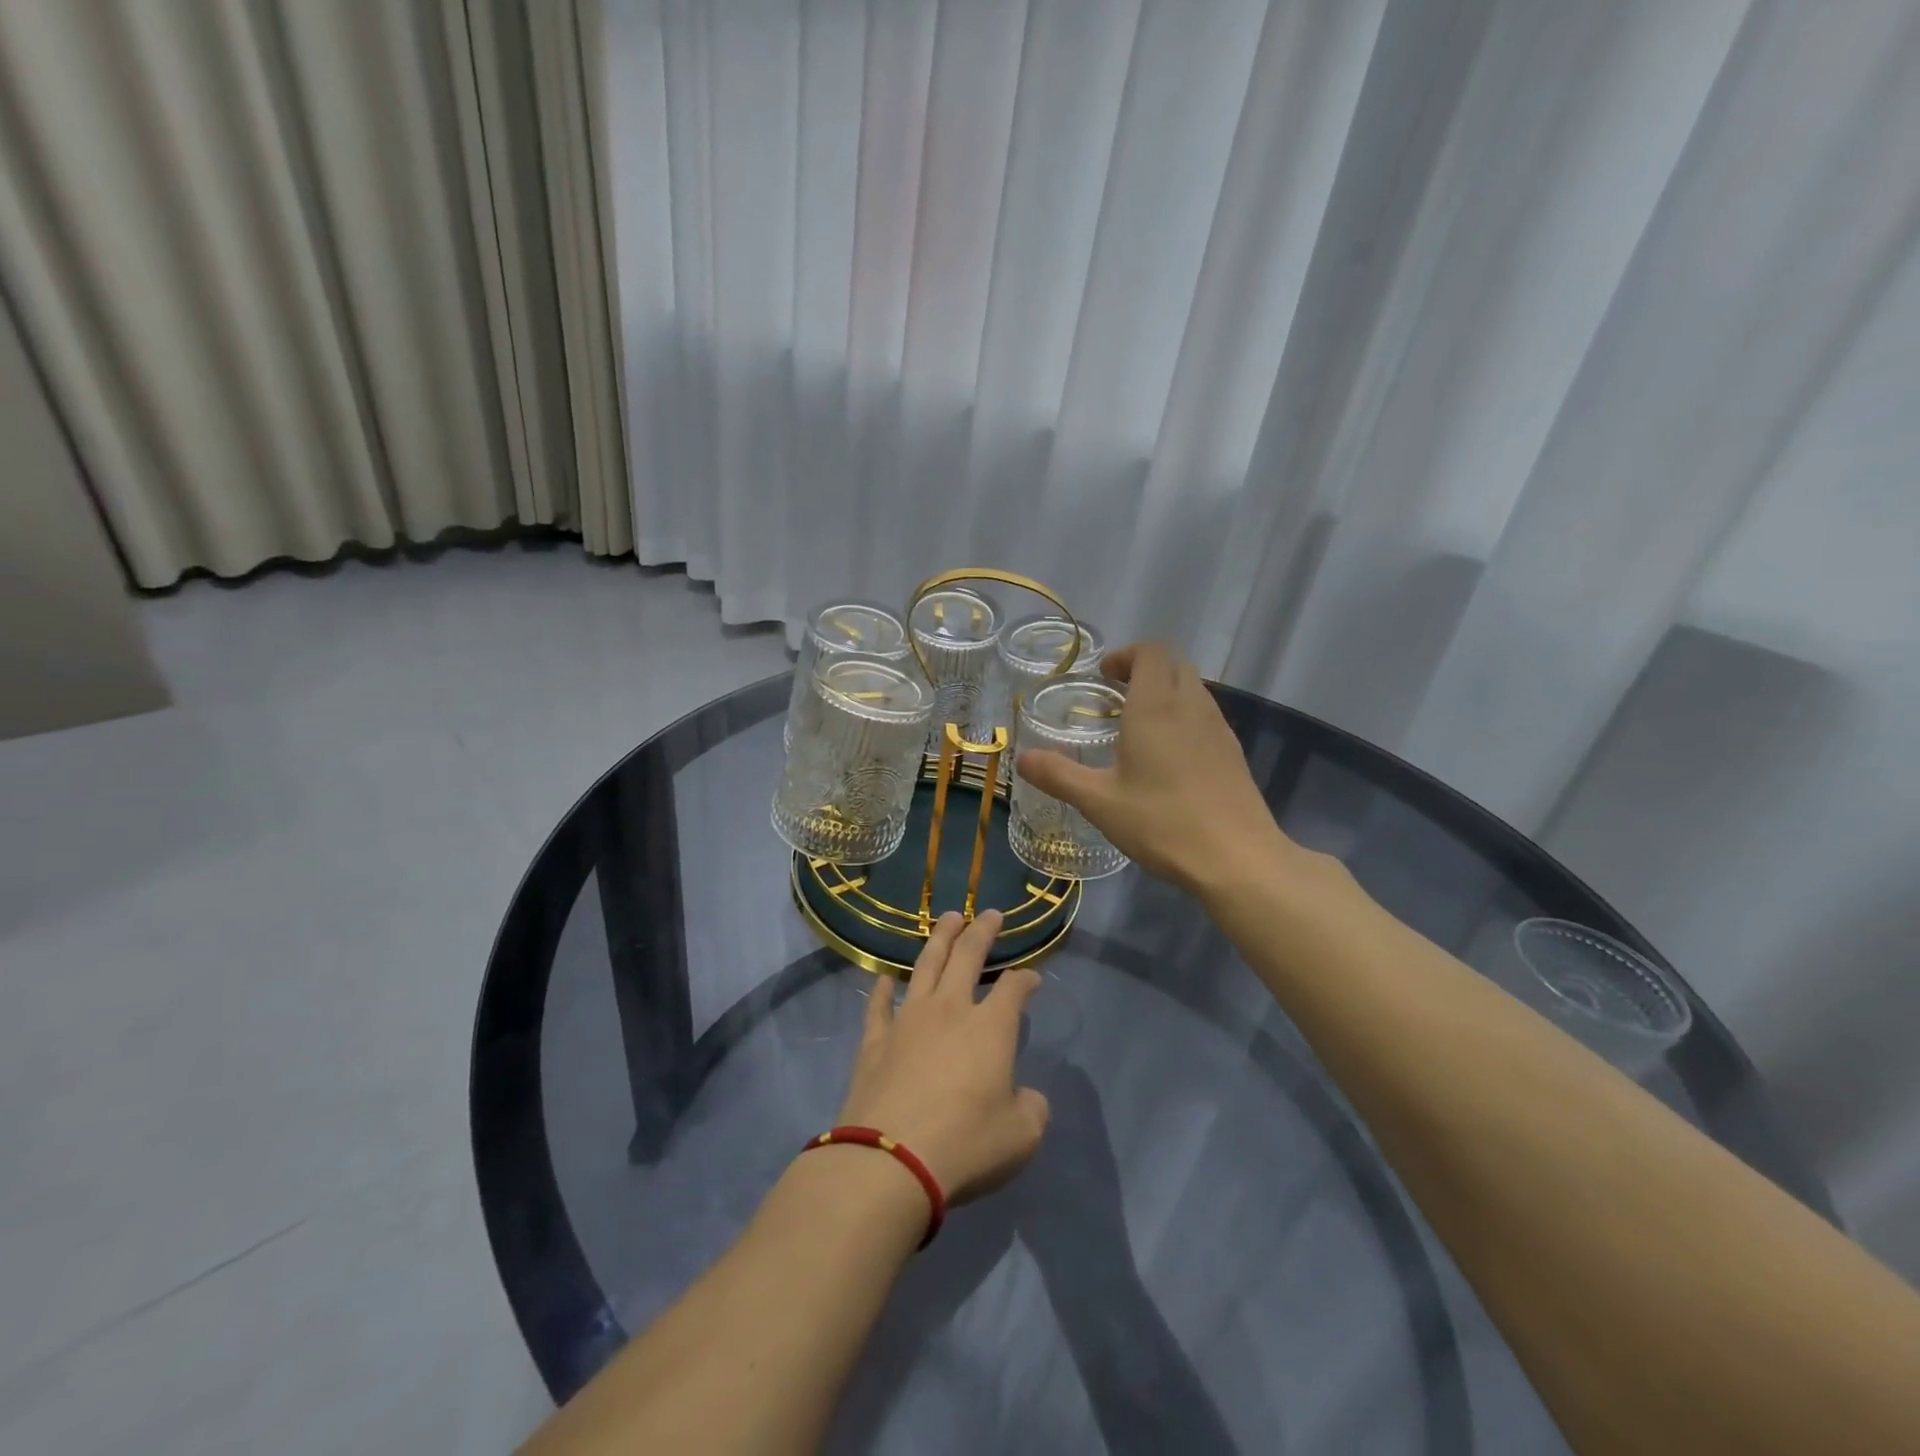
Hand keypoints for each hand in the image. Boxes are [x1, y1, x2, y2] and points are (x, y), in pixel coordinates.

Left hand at [836, 911, 1049, 1205]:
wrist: (890, 1161)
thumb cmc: (965, 1144)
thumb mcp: (1021, 1136)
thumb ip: (1031, 1109)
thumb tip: (1026, 1097)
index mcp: (990, 1028)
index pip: (1014, 989)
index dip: (1026, 979)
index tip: (1033, 978)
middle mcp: (950, 1010)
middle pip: (967, 957)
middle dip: (981, 931)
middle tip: (989, 913)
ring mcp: (908, 1020)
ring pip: (926, 965)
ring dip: (940, 939)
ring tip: (948, 918)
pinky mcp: (875, 1040)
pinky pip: (879, 1005)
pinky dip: (883, 988)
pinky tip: (885, 977)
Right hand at [1016, 641, 1290, 895]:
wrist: (1237, 859)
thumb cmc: (1162, 822)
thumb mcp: (1099, 802)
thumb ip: (1058, 775)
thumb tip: (1022, 759)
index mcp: (1156, 706)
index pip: (1150, 651)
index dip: (1126, 655)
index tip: (1103, 677)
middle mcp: (1191, 706)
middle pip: (1174, 664)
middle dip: (1144, 669)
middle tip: (1115, 696)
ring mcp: (1218, 728)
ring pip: (1193, 689)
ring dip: (1166, 692)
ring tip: (1138, 726)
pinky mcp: (1233, 753)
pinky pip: (1206, 716)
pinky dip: (1183, 717)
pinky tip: (1167, 758)